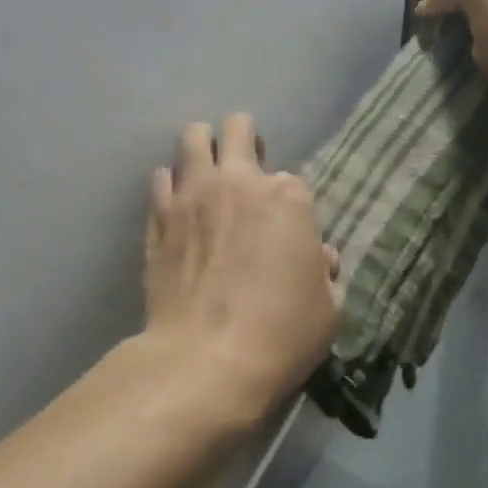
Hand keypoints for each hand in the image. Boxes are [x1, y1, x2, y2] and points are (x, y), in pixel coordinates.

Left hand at [143, 114, 341, 417]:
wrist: (205, 361)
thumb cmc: (281, 335)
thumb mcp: (329, 309)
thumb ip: (326, 273)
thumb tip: (319, 258)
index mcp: (288, 198)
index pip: (293, 181)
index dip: (291, 206)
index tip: (287, 233)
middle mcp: (239, 181)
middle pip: (238, 127)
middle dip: (244, 140)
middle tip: (245, 170)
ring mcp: (193, 194)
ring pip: (192, 138)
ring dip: (202, 149)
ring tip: (206, 176)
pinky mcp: (158, 217)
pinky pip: (160, 179)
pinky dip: (171, 186)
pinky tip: (177, 208)